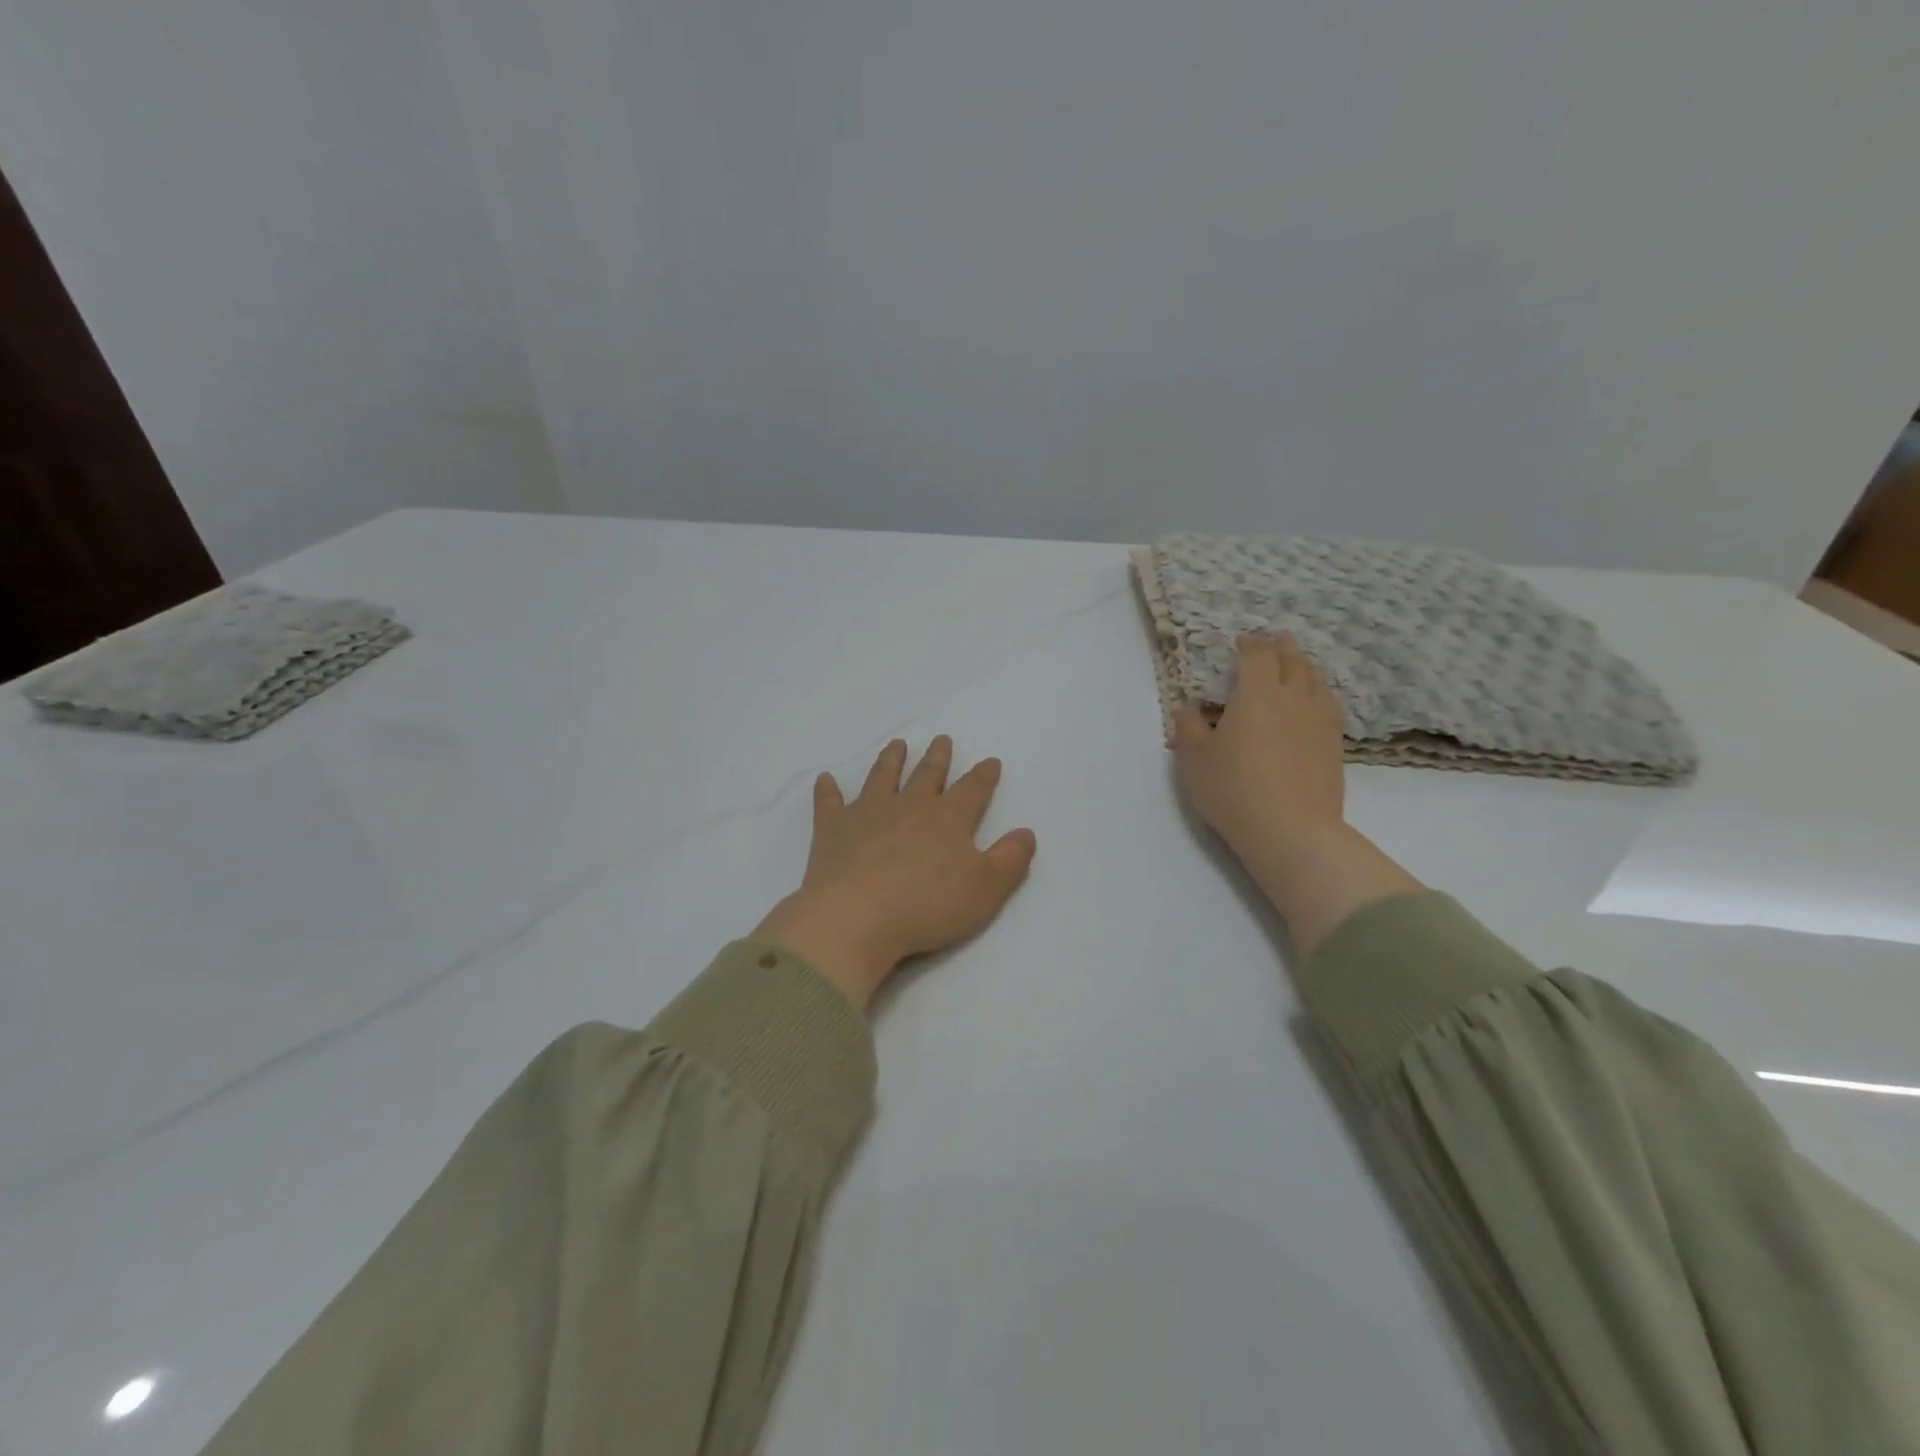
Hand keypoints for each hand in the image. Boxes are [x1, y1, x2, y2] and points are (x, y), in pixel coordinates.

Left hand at [753, 737, 1037, 1010]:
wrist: (856, 917)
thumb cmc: (926, 906)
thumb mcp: (984, 889)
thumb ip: (1010, 860)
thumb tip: (1027, 833)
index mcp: (948, 819)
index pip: (972, 789)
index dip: (984, 776)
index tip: (990, 762)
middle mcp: (909, 806)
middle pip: (927, 774)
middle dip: (937, 758)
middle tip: (941, 740)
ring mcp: (867, 813)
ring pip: (882, 777)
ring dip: (891, 760)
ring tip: (897, 745)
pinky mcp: (833, 829)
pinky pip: (829, 802)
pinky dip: (828, 790)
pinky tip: (825, 779)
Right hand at [1172, 635, 1421, 954]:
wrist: (1290, 831)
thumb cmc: (1233, 789)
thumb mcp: (1194, 759)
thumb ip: (1188, 727)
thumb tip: (1188, 707)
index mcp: (1257, 694)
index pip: (1257, 656)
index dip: (1249, 644)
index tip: (1241, 642)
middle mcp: (1293, 699)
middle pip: (1292, 661)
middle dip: (1281, 648)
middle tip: (1274, 641)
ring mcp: (1319, 721)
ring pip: (1315, 681)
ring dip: (1304, 667)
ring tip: (1297, 665)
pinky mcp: (1334, 745)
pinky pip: (1329, 705)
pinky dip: (1319, 693)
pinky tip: (1316, 702)